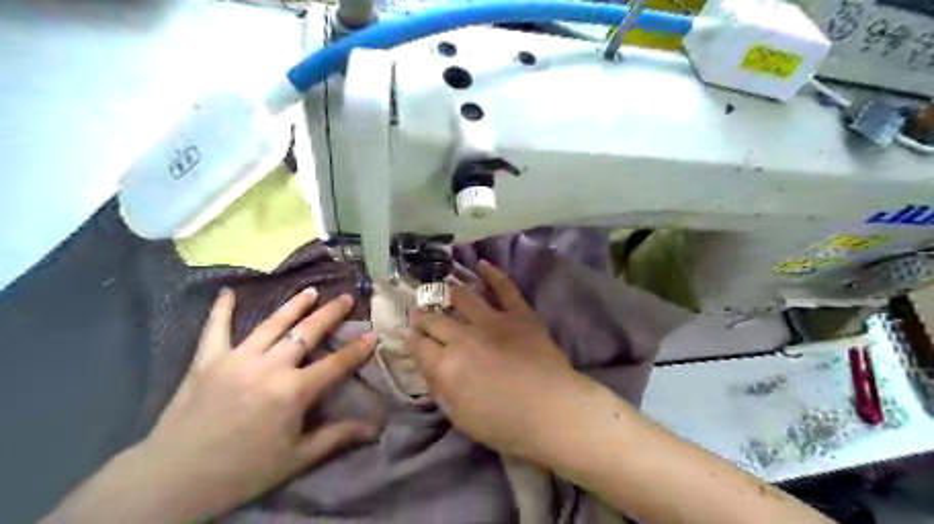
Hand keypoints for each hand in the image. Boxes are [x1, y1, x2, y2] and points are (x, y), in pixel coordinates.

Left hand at [139, 288, 378, 522]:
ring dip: (294, 306)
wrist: (173, 481)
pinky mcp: (206, 361)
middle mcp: (269, 367)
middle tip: (345, 298)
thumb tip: (375, 429)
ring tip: (310, 291)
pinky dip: (221, 310)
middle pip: (306, 333)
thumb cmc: (243, 471)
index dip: (357, 349)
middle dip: (330, 314)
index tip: (373, 333)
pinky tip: (227, 292)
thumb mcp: (297, 458)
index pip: (335, 364)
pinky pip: (216, 329)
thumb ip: (337, 437)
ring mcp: (236, 359)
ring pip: (272, 324)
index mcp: (293, 391)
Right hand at [407, 259, 594, 460]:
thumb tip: (429, 368)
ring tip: (441, 290)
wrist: (554, 411)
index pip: (419, 346)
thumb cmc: (505, 425)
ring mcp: (492, 320)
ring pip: (462, 297)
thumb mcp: (460, 418)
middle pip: (435, 320)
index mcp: (446, 365)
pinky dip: (493, 274)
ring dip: (448, 292)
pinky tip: (481, 264)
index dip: (411, 340)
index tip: (408, 336)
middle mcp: (463, 336)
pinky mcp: (519, 313)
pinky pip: (504, 288)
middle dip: (422, 316)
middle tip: (418, 313)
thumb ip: (440, 390)